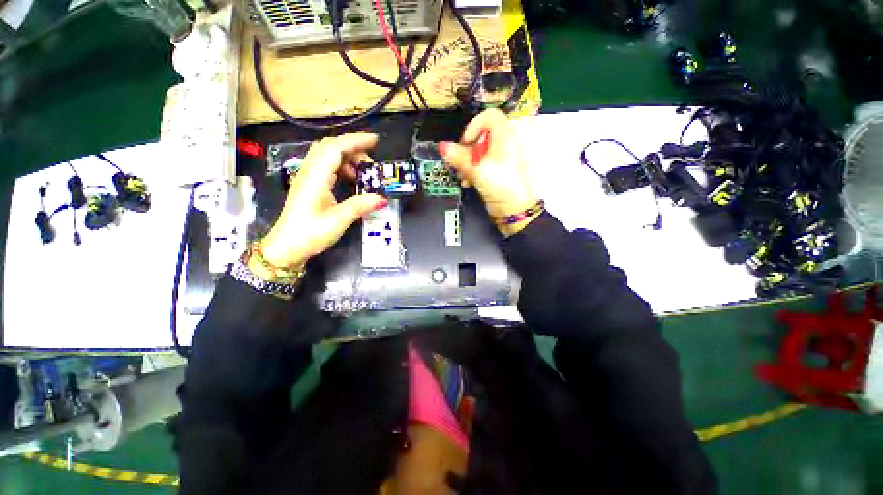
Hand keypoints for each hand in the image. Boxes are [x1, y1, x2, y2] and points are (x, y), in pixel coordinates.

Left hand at [257, 134, 386, 272]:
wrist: (286, 248)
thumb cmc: (309, 234)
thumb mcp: (337, 221)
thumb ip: (359, 206)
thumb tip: (381, 198)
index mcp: (315, 178)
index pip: (334, 149)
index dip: (355, 141)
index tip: (375, 141)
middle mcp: (309, 173)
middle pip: (330, 148)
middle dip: (353, 148)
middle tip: (372, 162)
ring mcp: (308, 178)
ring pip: (328, 156)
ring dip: (348, 159)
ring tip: (364, 174)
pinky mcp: (309, 186)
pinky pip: (327, 168)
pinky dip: (342, 168)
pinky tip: (351, 181)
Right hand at [438, 109, 539, 234]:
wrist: (517, 210)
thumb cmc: (502, 186)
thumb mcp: (477, 170)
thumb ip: (458, 157)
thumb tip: (442, 146)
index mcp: (505, 135)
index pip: (488, 116)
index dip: (473, 127)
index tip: (465, 144)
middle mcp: (506, 143)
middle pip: (481, 136)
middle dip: (467, 151)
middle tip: (461, 164)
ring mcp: (504, 157)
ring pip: (481, 152)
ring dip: (469, 163)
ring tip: (464, 177)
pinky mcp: (501, 170)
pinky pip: (485, 163)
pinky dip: (476, 170)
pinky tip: (469, 182)